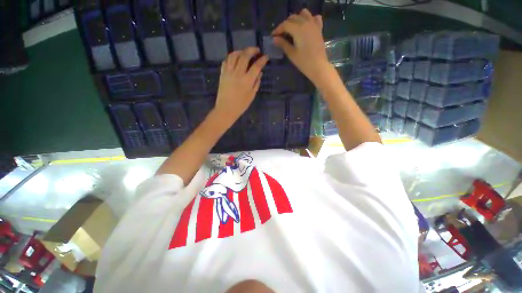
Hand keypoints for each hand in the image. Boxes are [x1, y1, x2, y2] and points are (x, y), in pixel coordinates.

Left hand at [214, 47, 268, 123]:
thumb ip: (256, 82)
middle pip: (244, 56)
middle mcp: (238, 73)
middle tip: (256, 50)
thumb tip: (260, 72)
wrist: (226, 109)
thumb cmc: (241, 105)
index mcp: (247, 80)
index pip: (256, 66)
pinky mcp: (222, 73)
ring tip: (245, 52)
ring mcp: (228, 72)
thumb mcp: (252, 95)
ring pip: (234, 55)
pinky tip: (235, 58)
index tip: (266, 57)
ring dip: (241, 51)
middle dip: (252, 50)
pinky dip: (231, 57)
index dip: (262, 60)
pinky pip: (226, 61)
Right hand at [272, 9, 328, 84]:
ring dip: (296, 18)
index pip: (285, 25)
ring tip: (292, 28)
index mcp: (298, 29)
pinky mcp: (319, 29)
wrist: (318, 66)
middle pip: (293, 18)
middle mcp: (306, 23)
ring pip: (303, 14)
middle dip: (285, 24)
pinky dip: (309, 19)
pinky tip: (306, 26)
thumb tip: (274, 39)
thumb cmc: (304, 62)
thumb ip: (283, 44)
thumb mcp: (291, 54)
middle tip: (281, 34)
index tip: (273, 36)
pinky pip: (314, 18)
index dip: (278, 29)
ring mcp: (314, 25)